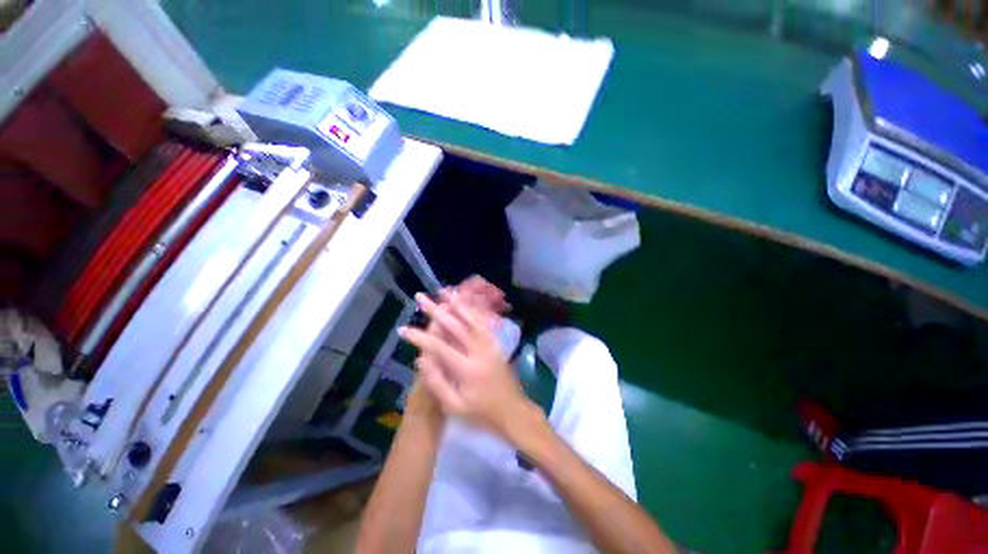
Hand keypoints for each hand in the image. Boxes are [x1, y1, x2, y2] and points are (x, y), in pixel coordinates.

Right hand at [399, 294, 538, 441]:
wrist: (513, 411)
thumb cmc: (482, 413)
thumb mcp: (455, 407)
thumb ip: (437, 383)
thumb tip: (421, 359)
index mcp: (467, 369)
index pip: (439, 347)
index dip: (419, 337)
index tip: (403, 329)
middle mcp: (479, 351)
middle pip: (454, 325)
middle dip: (435, 310)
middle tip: (420, 297)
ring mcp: (489, 344)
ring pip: (471, 318)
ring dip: (456, 303)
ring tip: (443, 291)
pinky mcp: (495, 343)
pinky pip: (483, 322)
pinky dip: (472, 310)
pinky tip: (465, 302)